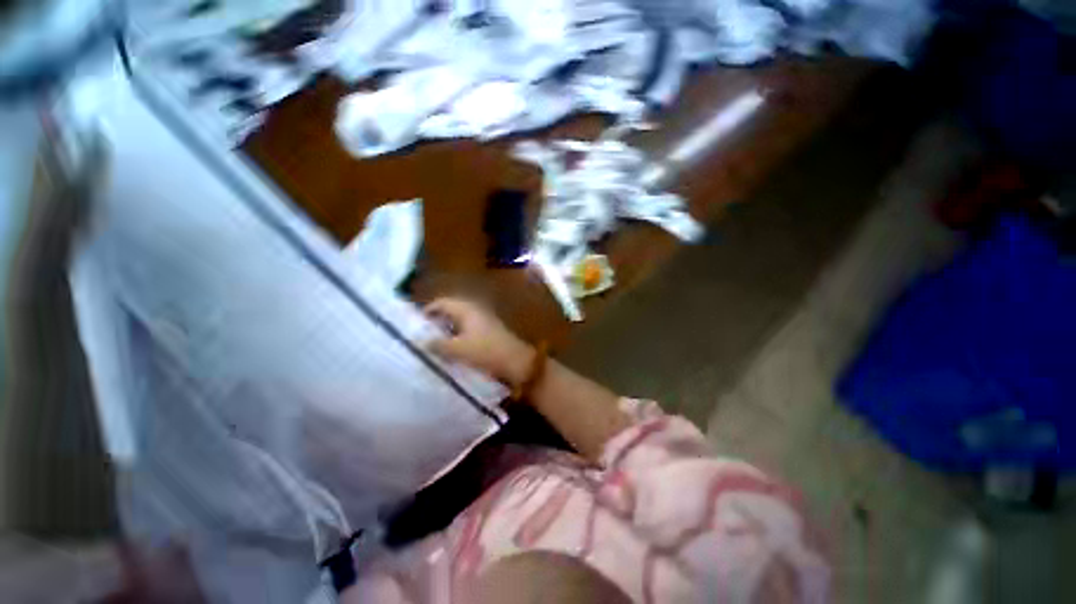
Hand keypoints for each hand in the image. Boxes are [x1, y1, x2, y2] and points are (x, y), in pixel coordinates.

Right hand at [424, 298, 533, 387]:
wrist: (515, 360)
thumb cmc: (486, 352)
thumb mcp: (458, 350)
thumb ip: (438, 345)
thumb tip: (421, 342)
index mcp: (466, 309)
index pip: (442, 303)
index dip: (427, 311)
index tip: (416, 324)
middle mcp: (475, 309)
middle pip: (450, 309)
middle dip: (436, 320)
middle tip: (423, 334)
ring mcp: (483, 319)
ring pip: (459, 319)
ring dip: (447, 328)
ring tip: (435, 342)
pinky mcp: (489, 329)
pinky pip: (468, 327)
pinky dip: (457, 334)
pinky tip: (453, 347)